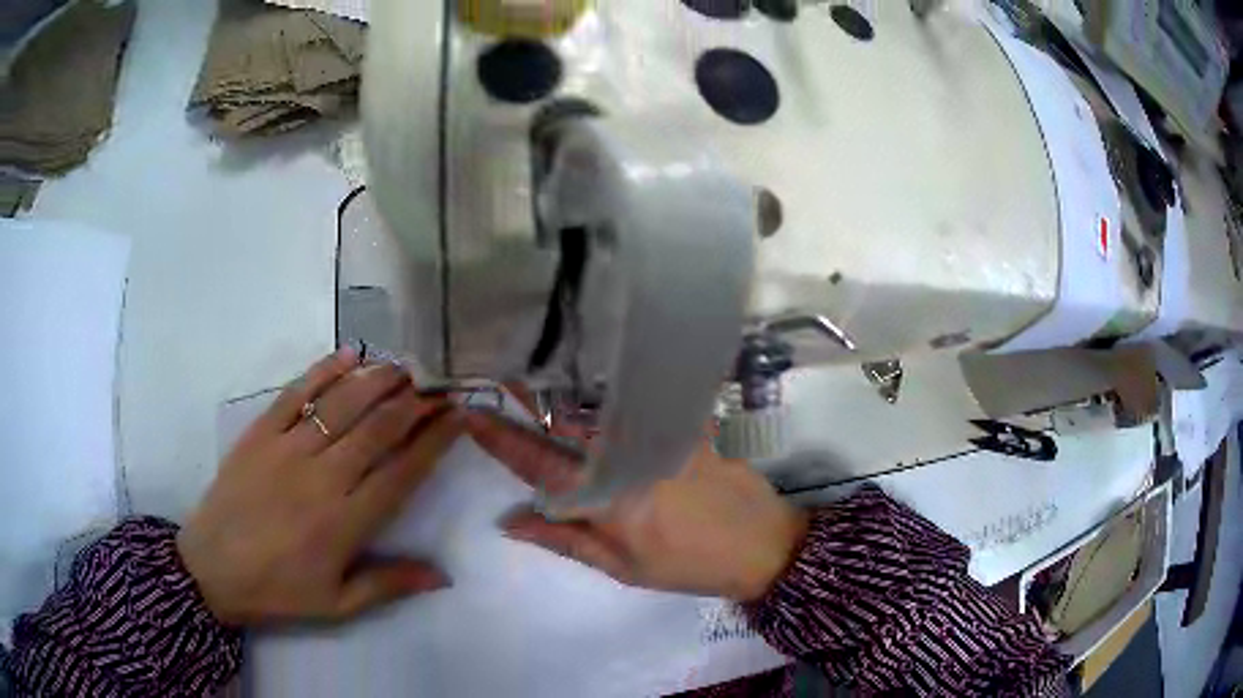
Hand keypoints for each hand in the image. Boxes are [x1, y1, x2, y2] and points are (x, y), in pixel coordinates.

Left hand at [178, 348, 462, 626]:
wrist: (211, 568)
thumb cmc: (278, 590)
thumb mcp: (337, 604)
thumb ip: (389, 585)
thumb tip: (444, 576)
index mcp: (345, 523)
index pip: (401, 473)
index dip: (434, 442)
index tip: (457, 417)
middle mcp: (322, 479)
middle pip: (377, 430)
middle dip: (414, 403)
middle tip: (439, 385)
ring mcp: (287, 450)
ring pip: (341, 405)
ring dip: (377, 380)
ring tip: (404, 366)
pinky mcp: (260, 433)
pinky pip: (296, 394)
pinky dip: (323, 371)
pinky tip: (348, 355)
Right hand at [465, 412, 808, 601]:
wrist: (762, 545)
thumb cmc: (689, 566)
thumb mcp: (623, 568)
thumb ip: (566, 540)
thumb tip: (510, 521)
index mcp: (610, 500)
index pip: (541, 466)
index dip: (502, 441)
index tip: (471, 414)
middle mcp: (632, 458)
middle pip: (567, 424)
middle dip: (530, 403)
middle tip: (503, 384)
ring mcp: (664, 436)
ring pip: (602, 409)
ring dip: (569, 400)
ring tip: (545, 387)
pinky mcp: (690, 424)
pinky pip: (643, 403)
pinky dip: (616, 398)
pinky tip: (605, 390)